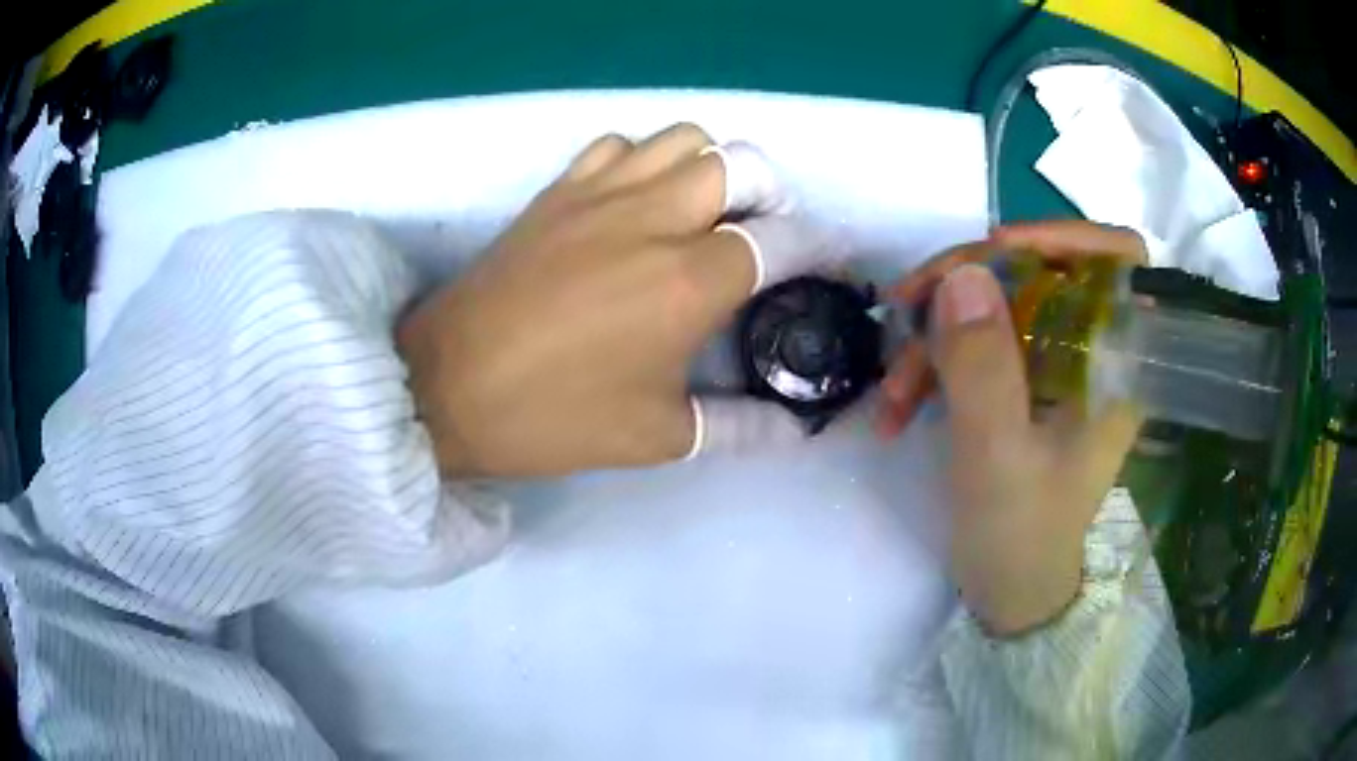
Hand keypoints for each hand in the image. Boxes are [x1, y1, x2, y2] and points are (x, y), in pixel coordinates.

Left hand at [398, 125, 828, 477]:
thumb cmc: (552, 418)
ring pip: (685, 139)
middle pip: (743, 165)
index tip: (828, 264)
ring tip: (707, 210)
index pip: (782, 240)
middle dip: (772, 195)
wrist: (447, 389)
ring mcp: (602, 193)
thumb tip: (798, 430)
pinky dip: (646, 160)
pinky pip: (621, 145)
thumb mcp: (657, 435)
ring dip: (713, 167)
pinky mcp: (559, 190)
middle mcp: (655, 219)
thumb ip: (741, 427)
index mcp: (690, 282)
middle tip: (765, 235)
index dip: (818, 248)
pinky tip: (638, 200)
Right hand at [875, 221, 1147, 634]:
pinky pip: (976, 341)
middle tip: (906, 306)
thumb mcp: (998, 457)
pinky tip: (899, 405)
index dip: (1064, 235)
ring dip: (937, 334)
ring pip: (996, 305)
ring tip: (894, 392)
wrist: (1008, 592)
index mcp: (1116, 364)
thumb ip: (984, 369)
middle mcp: (1091, 352)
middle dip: (967, 283)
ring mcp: (1053, 365)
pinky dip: (933, 362)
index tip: (997, 246)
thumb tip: (962, 273)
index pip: (1118, 260)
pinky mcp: (1021, 382)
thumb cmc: (1021, 536)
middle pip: (1038, 270)